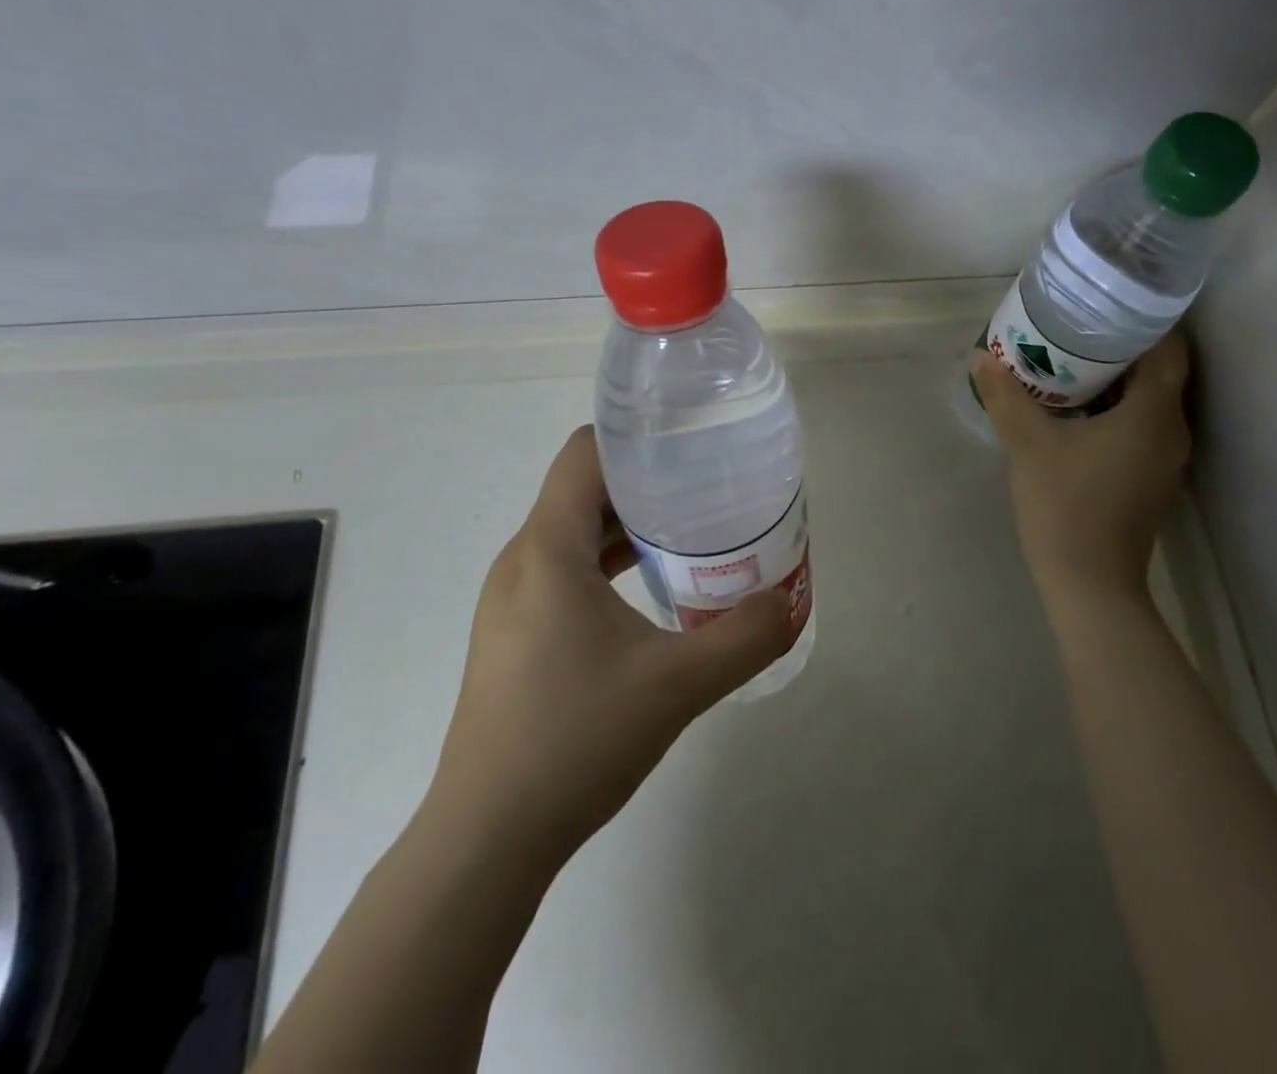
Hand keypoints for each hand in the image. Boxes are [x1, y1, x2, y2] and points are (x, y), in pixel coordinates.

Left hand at [423, 426, 798, 862]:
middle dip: (646, 480)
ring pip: (575, 531)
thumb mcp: (677, 685)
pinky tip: (654, 589)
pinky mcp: (516, 632)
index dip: (636, 436)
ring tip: (692, 531)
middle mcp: (522, 561)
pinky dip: (610, 561)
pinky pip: (567, 568)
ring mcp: (513, 599)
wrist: (486, 840)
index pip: (584, 453)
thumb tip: (790, 601)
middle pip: (583, 488)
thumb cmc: (575, 742)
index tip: (691, 441)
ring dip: (630, 523)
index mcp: (548, 550)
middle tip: (709, 486)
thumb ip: (745, 637)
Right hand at [972, 331, 1191, 594]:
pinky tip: (1077, 408)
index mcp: (1154, 414)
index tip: (1105, 305)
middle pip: (1159, 372)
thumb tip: (981, 357)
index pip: (1168, 349)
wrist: (1089, 583)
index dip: (1143, 322)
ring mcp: (1164, 458)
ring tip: (1071, 360)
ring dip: (1116, 379)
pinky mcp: (1150, 478)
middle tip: (1077, 326)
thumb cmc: (1065, 505)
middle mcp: (1171, 430)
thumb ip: (1005, 396)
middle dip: (1121, 347)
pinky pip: (1140, 425)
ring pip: (1149, 400)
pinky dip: (1115, 408)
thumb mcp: (1028, 444)